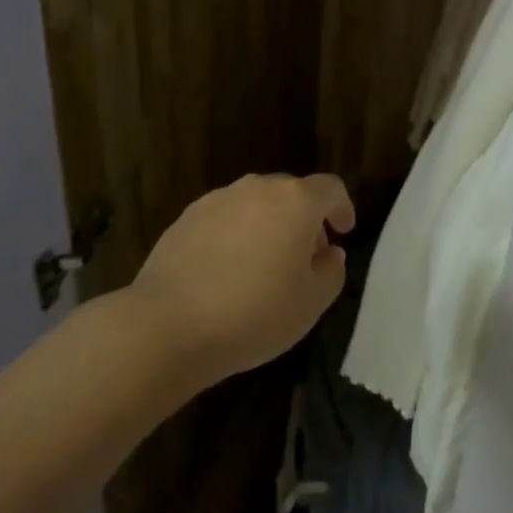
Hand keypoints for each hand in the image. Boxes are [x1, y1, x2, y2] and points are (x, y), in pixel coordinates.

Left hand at [130, 173, 355, 385]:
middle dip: (304, 219)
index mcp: (296, 202)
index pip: (331, 188)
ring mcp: (219, 199)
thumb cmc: (254, 314)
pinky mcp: (187, 216)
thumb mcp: (312, 303)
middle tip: (305, 256)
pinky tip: (226, 270)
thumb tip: (328, 252)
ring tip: (263, 265)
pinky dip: (236, 234)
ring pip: (256, 203)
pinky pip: (225, 217)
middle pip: (292, 192)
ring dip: (268, 224)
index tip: (343, 232)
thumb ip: (332, 270)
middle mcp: (258, 188)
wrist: (168, 325)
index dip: (342, 208)